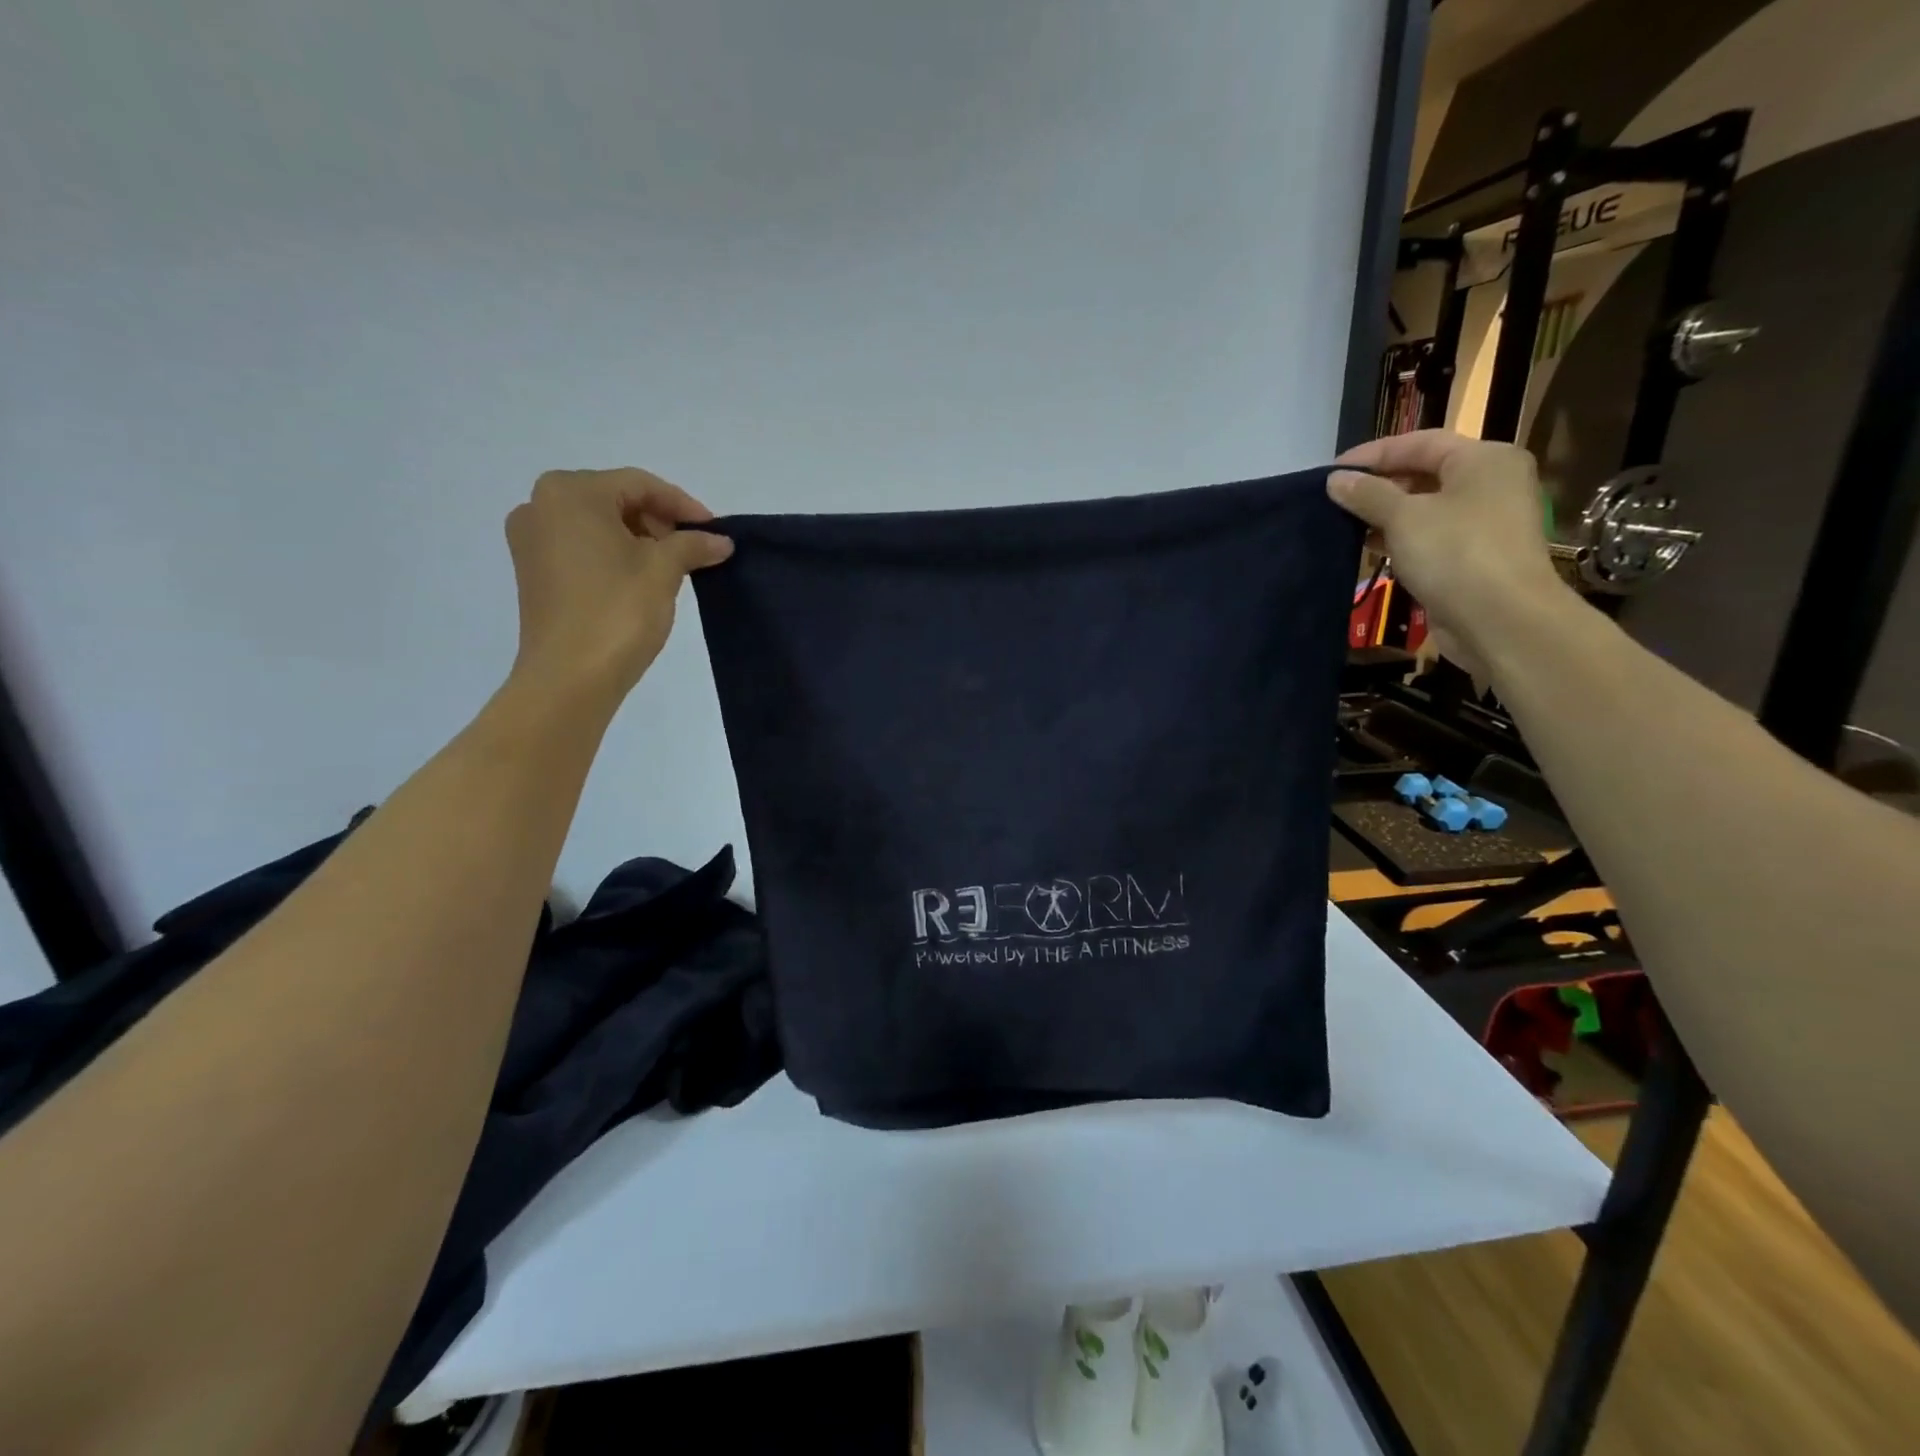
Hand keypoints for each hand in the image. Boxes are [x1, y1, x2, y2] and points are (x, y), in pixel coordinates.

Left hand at [503, 468, 731, 710]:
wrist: (570, 677)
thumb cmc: (617, 612)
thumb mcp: (663, 571)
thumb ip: (692, 545)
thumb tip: (720, 541)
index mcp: (570, 493)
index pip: (639, 484)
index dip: (683, 506)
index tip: (715, 532)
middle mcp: (540, 505)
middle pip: (616, 500)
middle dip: (660, 522)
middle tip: (695, 550)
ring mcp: (531, 540)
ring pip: (598, 525)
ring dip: (640, 539)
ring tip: (675, 568)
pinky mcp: (533, 571)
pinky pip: (582, 548)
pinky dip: (615, 555)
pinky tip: (642, 580)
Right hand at [1328, 431, 1567, 675]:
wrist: (1500, 619)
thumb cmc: (1455, 553)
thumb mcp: (1404, 518)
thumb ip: (1367, 495)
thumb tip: (1335, 480)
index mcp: (1483, 459)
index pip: (1419, 442)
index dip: (1372, 454)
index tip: (1332, 472)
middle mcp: (1489, 483)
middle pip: (1424, 473)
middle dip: (1378, 485)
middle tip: (1334, 499)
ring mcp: (1484, 521)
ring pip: (1425, 507)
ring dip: (1385, 515)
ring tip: (1344, 524)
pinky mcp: (1474, 556)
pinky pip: (1430, 536)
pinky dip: (1400, 538)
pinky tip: (1370, 548)